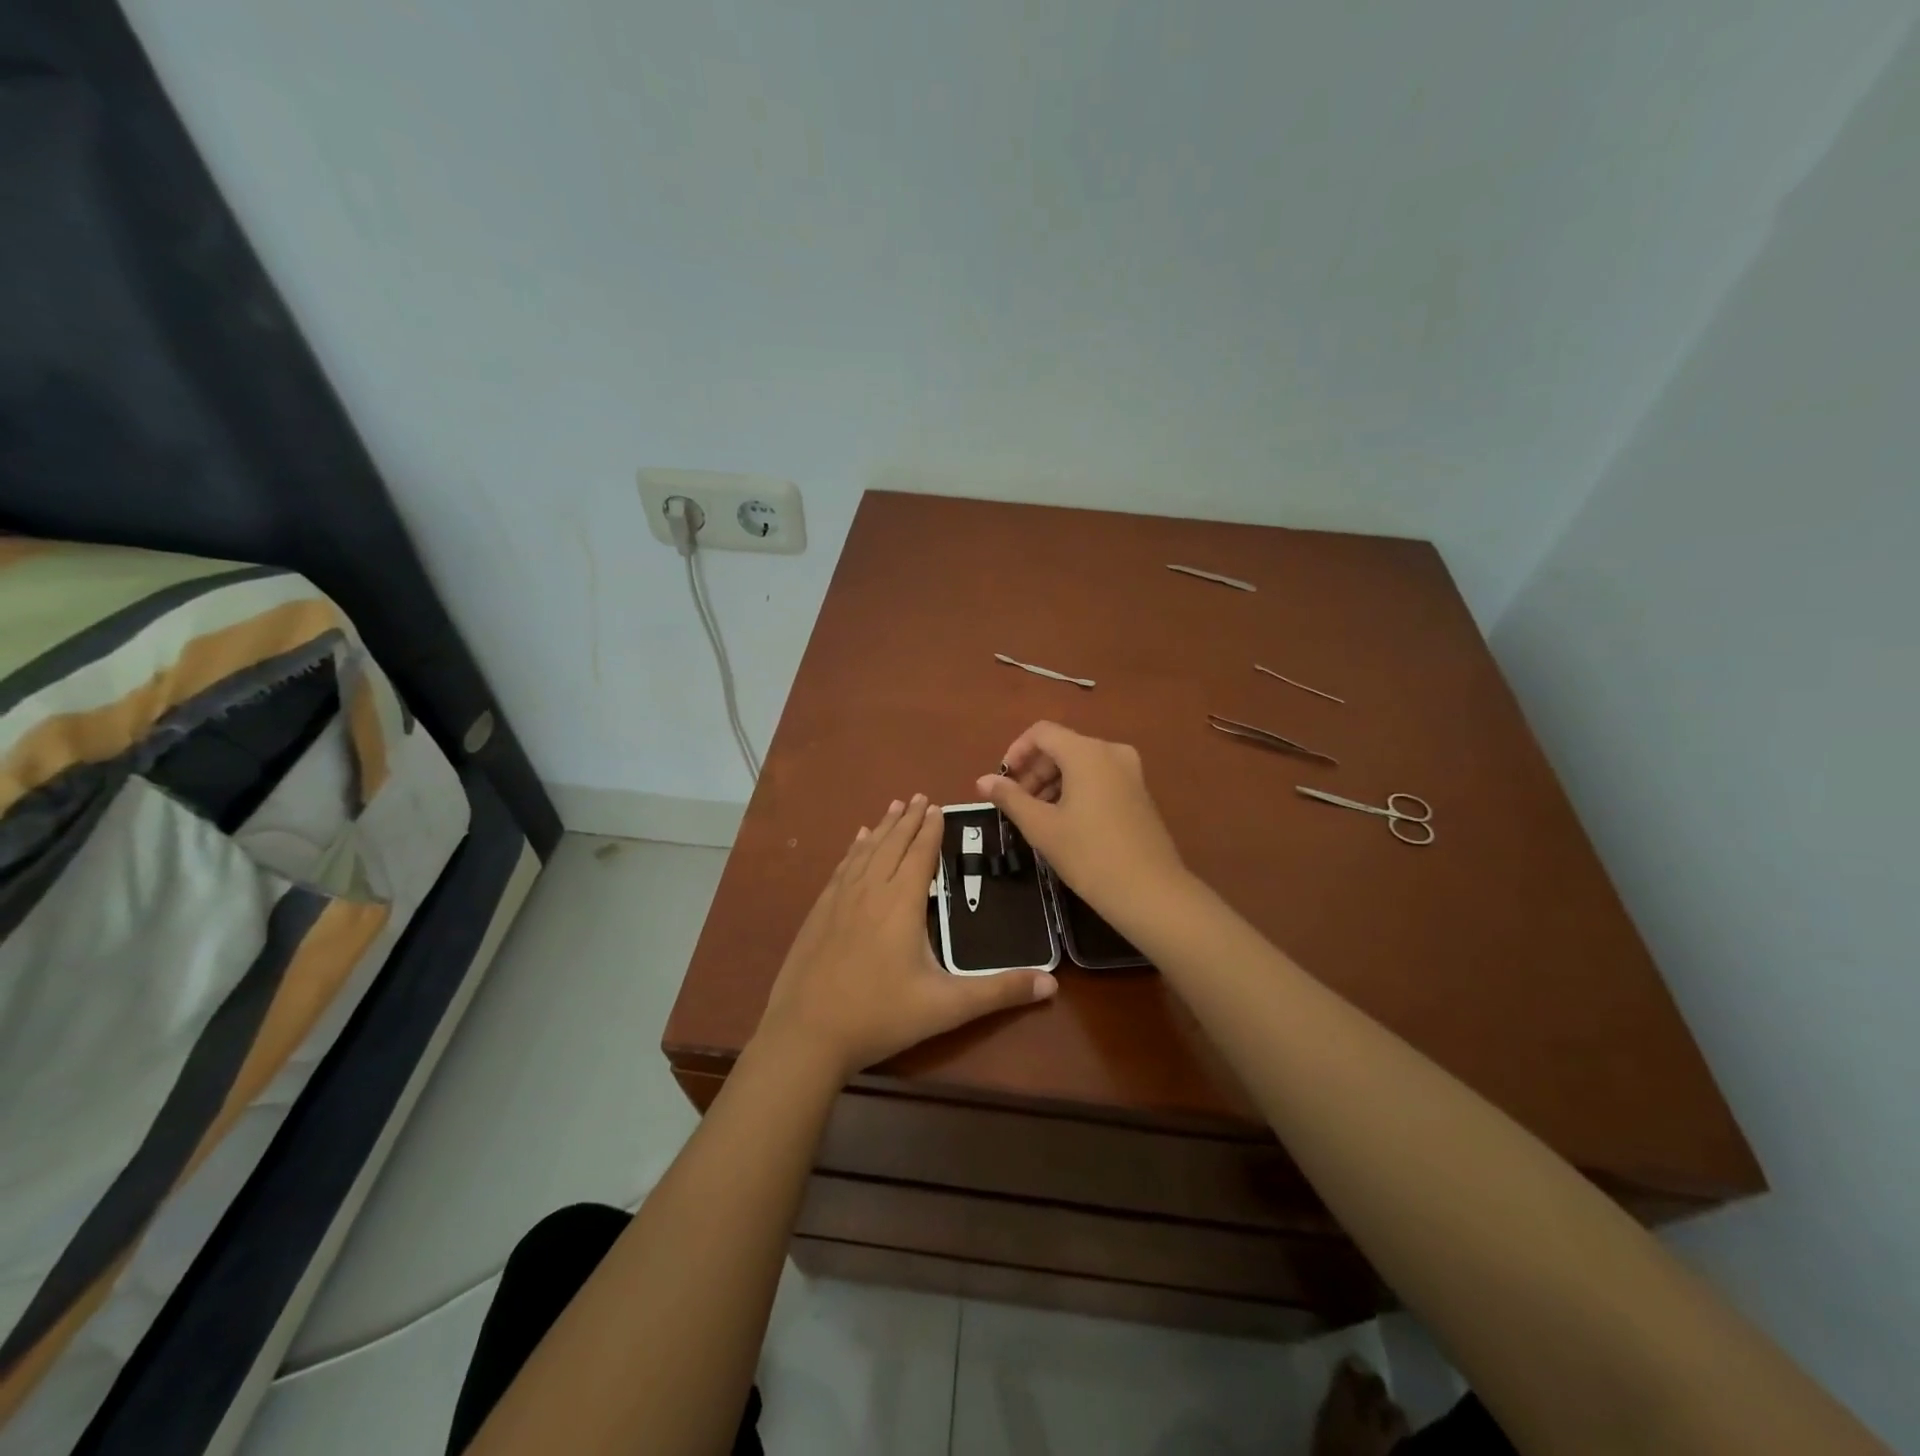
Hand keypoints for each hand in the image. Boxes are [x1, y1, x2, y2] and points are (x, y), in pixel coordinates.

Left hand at [754, 794, 1057, 1079]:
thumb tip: (1052, 984)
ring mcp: (840, 900)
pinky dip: (854, 849)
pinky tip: (857, 842)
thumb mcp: (946, 1007)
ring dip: (883, 827)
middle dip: (908, 820)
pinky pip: (842, 868)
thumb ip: (998, 992)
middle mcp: (870, 891)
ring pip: (866, 851)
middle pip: (893, 845)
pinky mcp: (819, 913)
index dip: (931, 830)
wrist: (806, 1034)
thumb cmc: (880, 1016)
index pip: (920, 854)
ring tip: (894, 807)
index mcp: (901, 903)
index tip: (938, 807)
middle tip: (919, 796)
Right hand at [976, 722, 1186, 919]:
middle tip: (1017, 805)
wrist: (1150, 892)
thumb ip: (1010, 798)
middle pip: (1061, 747)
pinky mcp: (1139, 792)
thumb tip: (983, 780)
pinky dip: (1076, 790)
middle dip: (1034, 771)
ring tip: (1037, 817)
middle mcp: (1111, 751)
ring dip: (1053, 782)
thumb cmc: (1089, 855)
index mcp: (1086, 752)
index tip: (1003, 782)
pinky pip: (1099, 777)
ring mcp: (1130, 771)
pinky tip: (1065, 822)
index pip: (1041, 733)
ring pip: (1080, 763)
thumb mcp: (1041, 826)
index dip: (1016, 752)